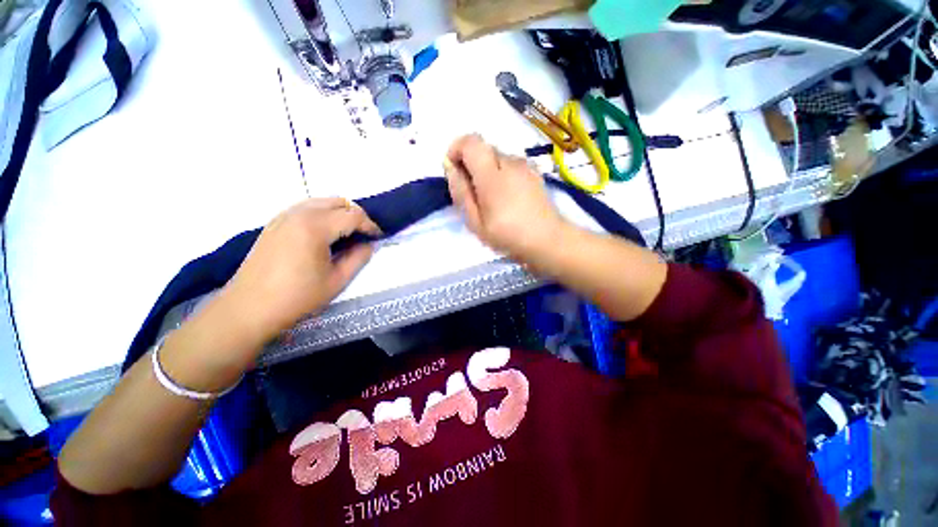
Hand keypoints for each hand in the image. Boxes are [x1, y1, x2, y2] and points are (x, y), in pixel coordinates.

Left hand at [212, 197, 379, 351]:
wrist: (249, 308)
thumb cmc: (297, 297)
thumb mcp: (337, 280)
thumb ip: (359, 258)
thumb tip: (369, 244)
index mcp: (315, 227)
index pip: (353, 215)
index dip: (370, 225)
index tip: (378, 237)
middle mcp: (299, 213)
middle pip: (338, 202)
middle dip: (356, 215)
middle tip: (364, 235)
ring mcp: (283, 216)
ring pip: (321, 201)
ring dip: (339, 213)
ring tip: (346, 233)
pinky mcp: (274, 223)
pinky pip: (306, 208)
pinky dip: (322, 214)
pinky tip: (324, 234)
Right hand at [445, 134, 568, 261]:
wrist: (549, 240)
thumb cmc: (508, 235)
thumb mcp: (476, 222)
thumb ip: (461, 192)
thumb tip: (451, 167)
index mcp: (492, 175)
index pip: (470, 142)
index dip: (456, 149)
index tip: (453, 170)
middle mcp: (510, 162)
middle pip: (483, 149)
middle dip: (471, 163)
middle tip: (471, 192)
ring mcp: (525, 166)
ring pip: (497, 157)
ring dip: (486, 170)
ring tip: (490, 199)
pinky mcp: (534, 173)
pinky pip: (510, 165)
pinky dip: (501, 174)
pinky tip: (507, 198)